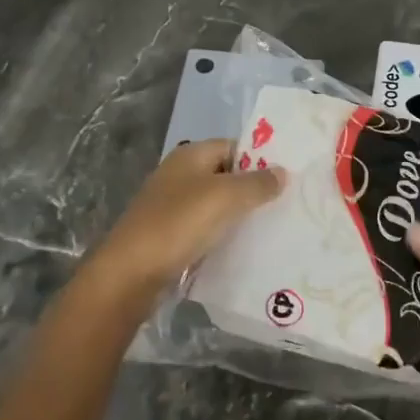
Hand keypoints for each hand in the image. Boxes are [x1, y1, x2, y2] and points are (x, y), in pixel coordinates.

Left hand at [83, 140, 285, 307]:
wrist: (131, 273)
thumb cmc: (178, 224)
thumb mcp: (225, 198)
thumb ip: (257, 184)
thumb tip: (282, 172)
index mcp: (190, 155)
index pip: (234, 146)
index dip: (261, 159)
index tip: (288, 178)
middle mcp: (180, 174)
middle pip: (226, 175)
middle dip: (253, 189)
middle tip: (287, 205)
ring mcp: (172, 205)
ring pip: (216, 204)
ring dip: (240, 215)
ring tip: (273, 228)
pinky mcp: (170, 234)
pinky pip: (205, 228)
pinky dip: (223, 234)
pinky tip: (244, 248)